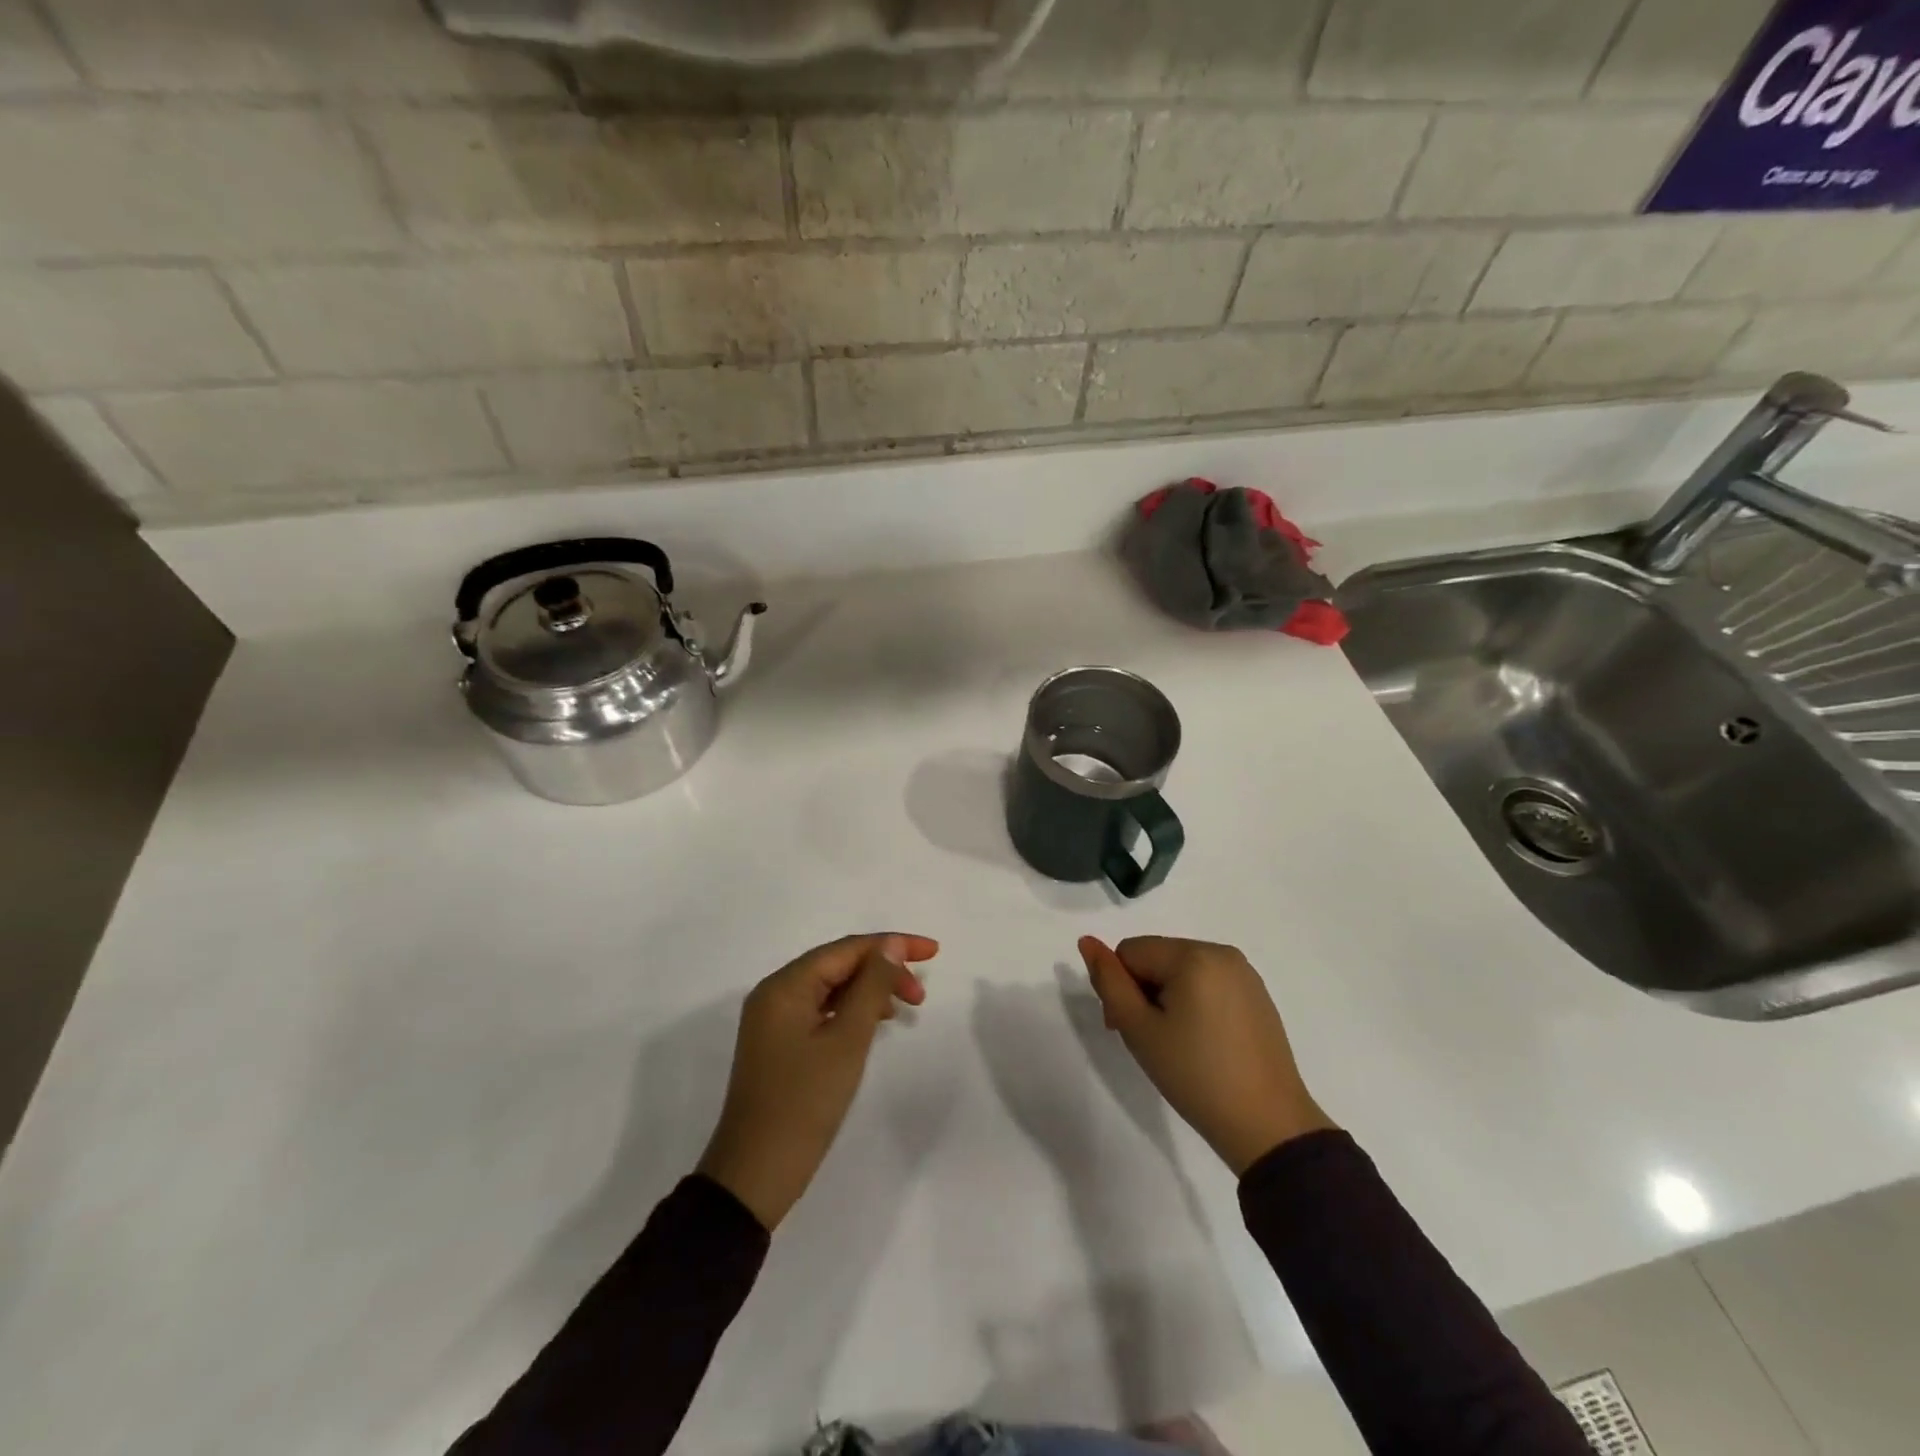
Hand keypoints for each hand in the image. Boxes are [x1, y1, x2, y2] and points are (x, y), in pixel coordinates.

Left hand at [697, 933, 936, 1229]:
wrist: (755, 1176)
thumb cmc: (804, 1104)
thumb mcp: (847, 1041)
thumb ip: (872, 987)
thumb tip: (890, 945)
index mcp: (785, 985)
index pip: (846, 949)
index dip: (892, 945)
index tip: (933, 952)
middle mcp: (775, 993)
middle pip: (838, 964)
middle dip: (882, 969)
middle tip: (920, 994)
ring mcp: (774, 1020)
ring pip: (831, 987)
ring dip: (869, 990)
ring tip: (905, 1007)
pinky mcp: (779, 1044)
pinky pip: (821, 1010)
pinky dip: (851, 1010)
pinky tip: (874, 1023)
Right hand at [1078, 935, 1332, 1175]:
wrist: (1269, 1126)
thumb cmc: (1195, 1075)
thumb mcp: (1139, 1029)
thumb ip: (1108, 981)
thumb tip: (1086, 941)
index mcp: (1193, 955)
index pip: (1130, 951)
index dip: (1120, 988)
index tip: (1125, 1029)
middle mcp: (1221, 952)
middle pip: (1156, 956)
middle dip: (1142, 991)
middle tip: (1148, 1041)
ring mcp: (1244, 973)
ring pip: (1181, 969)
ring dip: (1166, 997)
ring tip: (1174, 1044)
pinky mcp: (1257, 994)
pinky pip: (1208, 982)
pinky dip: (1194, 1003)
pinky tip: (1201, 1042)